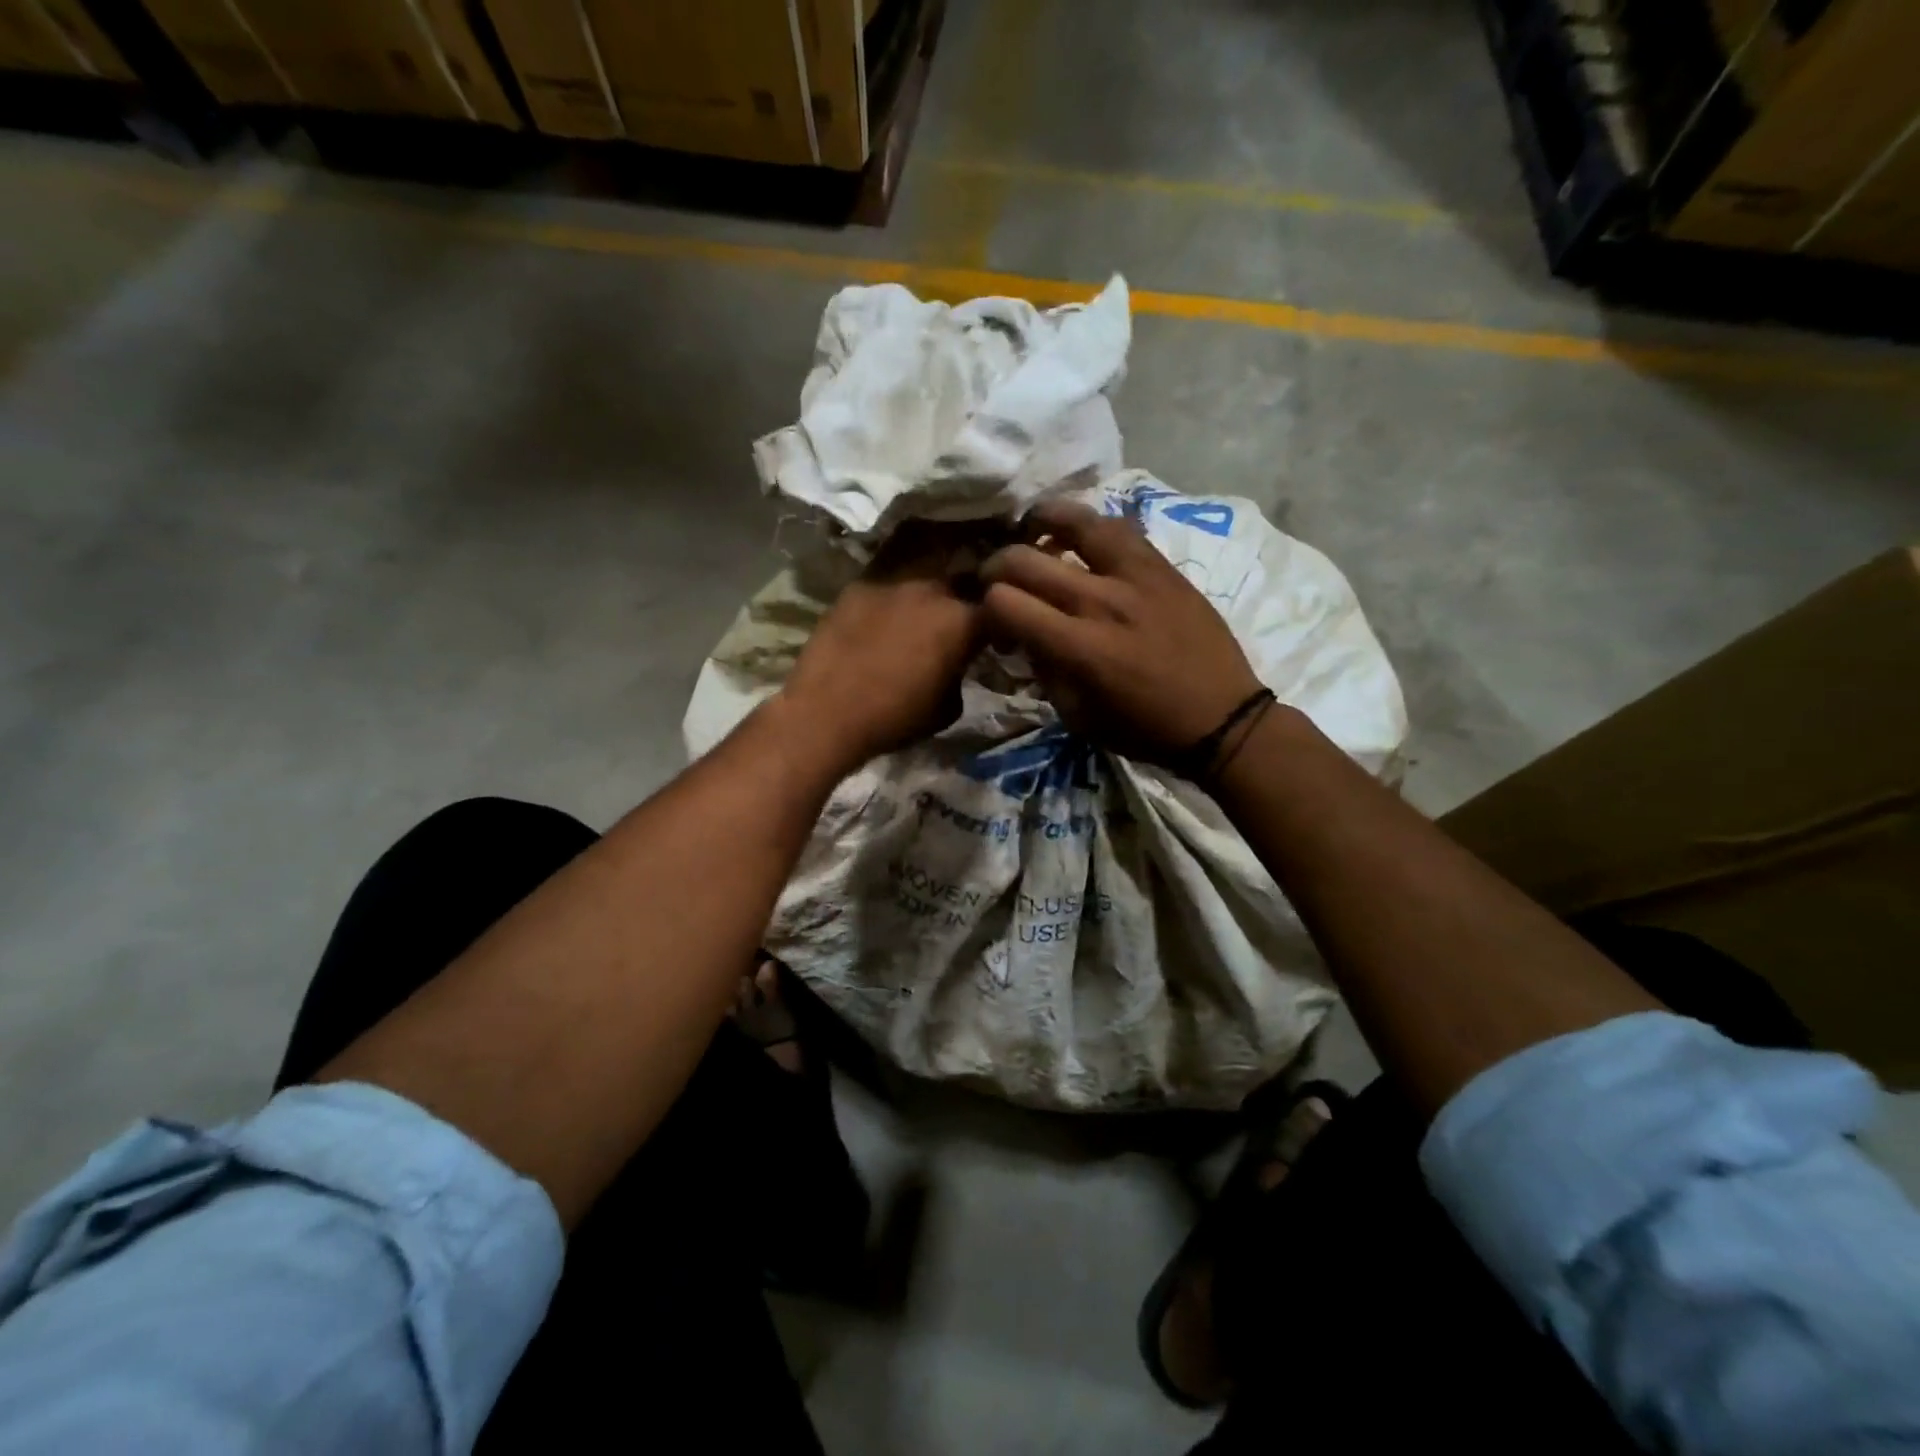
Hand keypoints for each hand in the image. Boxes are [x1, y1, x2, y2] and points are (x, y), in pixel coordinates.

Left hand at [779, 523, 986, 772]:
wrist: (827, 712)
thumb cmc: (896, 717)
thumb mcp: (949, 707)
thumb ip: (961, 674)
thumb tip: (956, 666)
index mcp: (963, 621)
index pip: (998, 610)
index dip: (1001, 625)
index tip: (995, 643)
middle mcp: (932, 590)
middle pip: (961, 583)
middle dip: (965, 602)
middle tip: (957, 627)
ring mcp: (892, 583)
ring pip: (922, 580)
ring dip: (928, 598)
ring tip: (919, 620)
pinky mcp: (858, 587)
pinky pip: (886, 588)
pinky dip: (891, 603)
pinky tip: (881, 623)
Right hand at [980, 501, 1262, 766]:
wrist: (1220, 717)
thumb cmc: (1143, 728)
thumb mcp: (1077, 716)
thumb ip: (1044, 670)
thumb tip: (1025, 634)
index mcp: (1077, 647)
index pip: (1004, 602)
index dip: (986, 608)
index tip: (995, 621)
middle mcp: (1100, 602)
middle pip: (1025, 559)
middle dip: (997, 567)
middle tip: (999, 578)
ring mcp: (1135, 577)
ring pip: (1075, 522)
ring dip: (1042, 522)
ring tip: (1033, 529)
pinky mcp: (1162, 567)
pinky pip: (1119, 528)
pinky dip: (1089, 524)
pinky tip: (1081, 533)